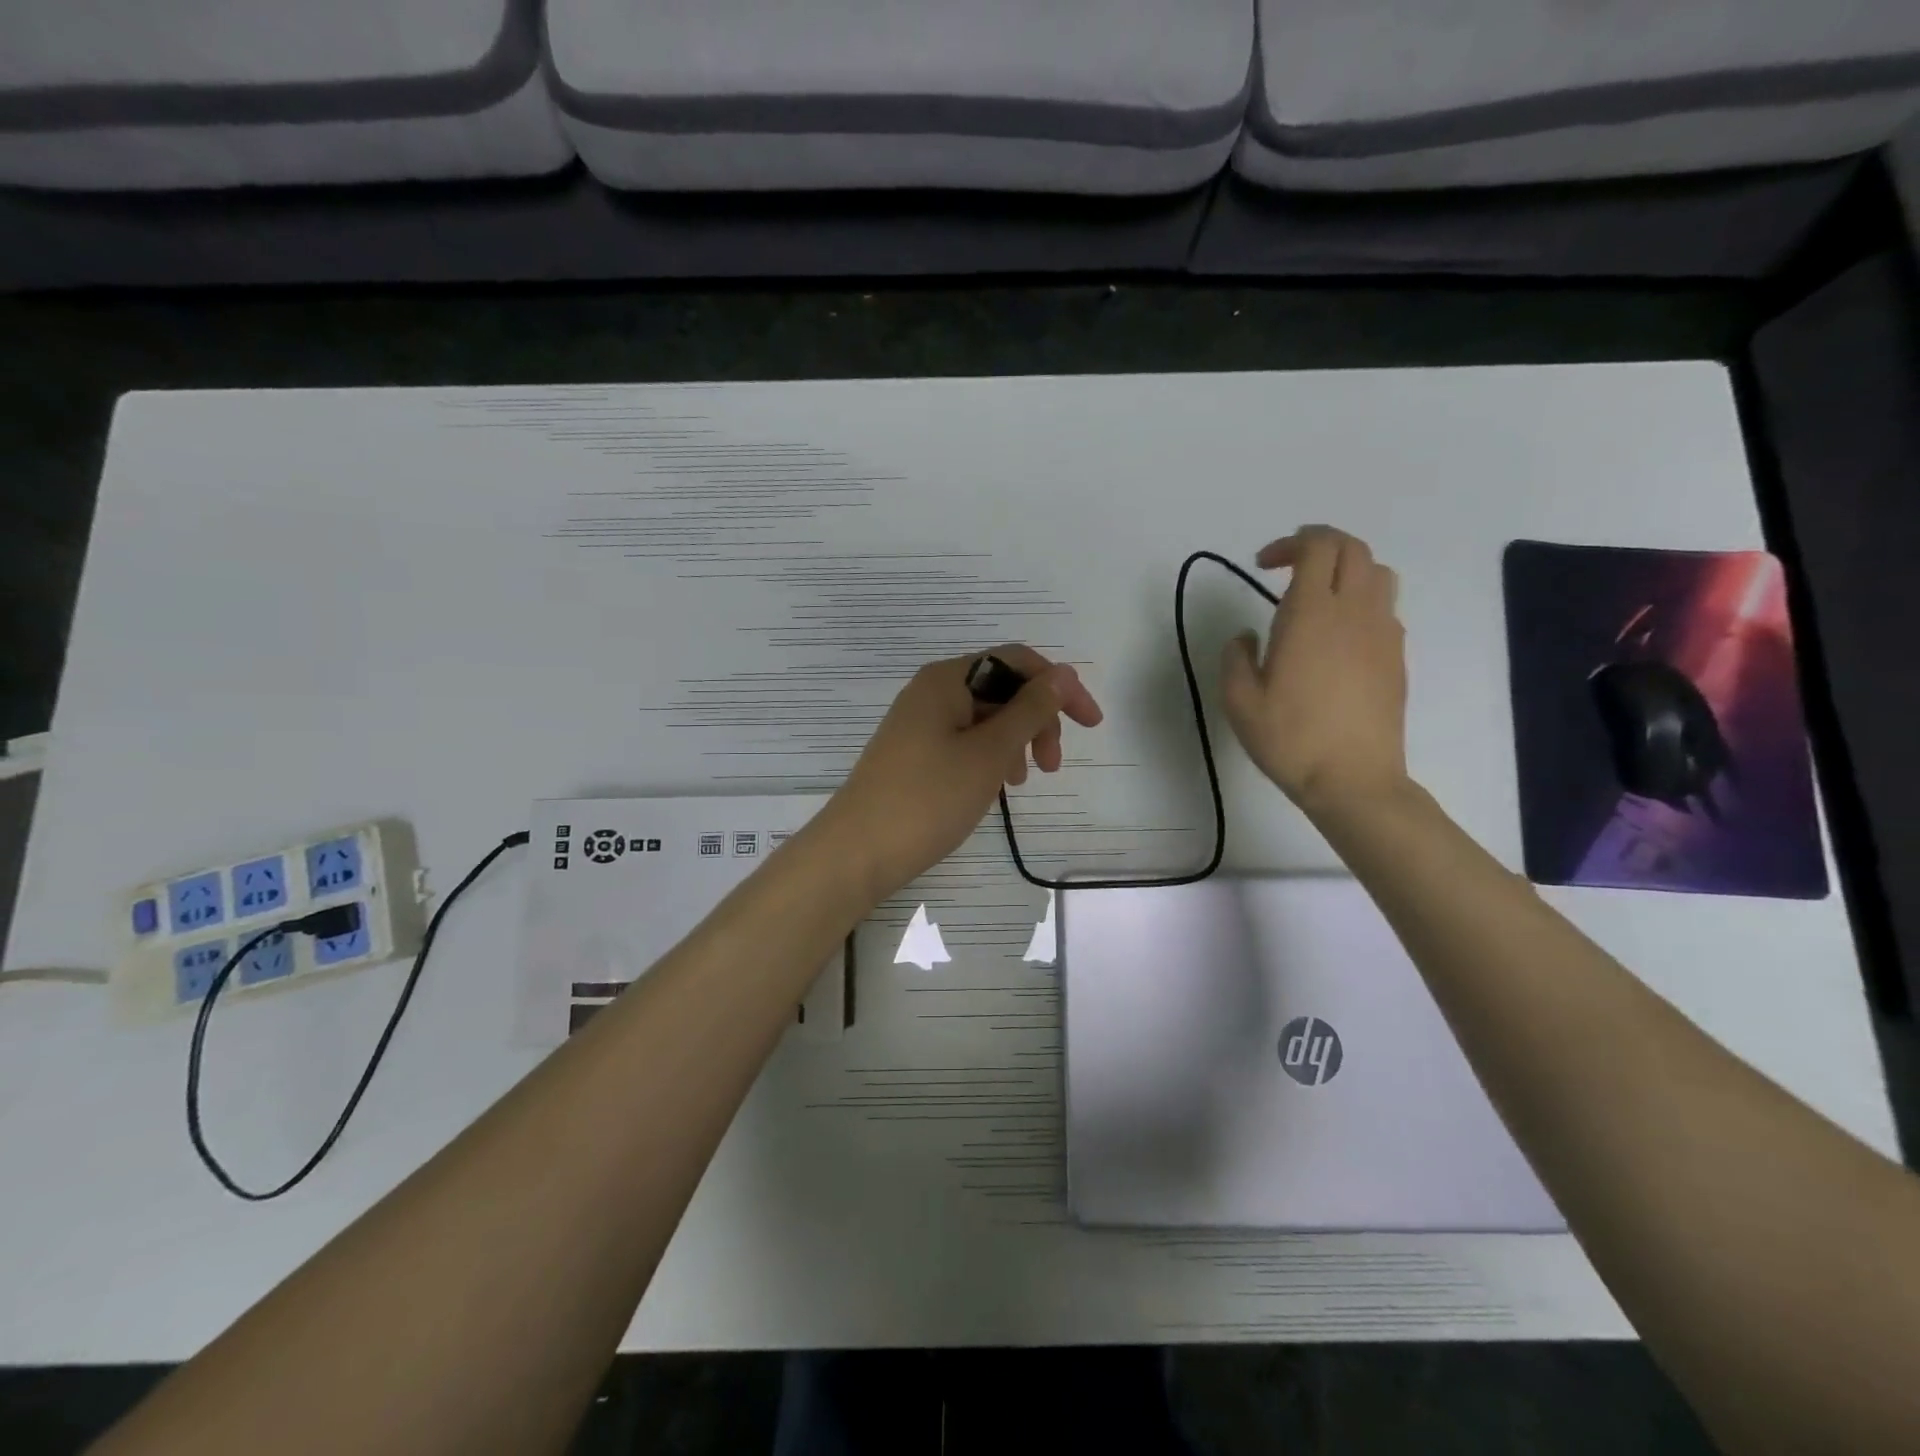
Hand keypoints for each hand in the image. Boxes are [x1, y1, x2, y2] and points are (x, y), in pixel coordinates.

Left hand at [821, 645, 1103, 900]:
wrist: (857, 852)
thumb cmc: (928, 798)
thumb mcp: (989, 752)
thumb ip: (1030, 710)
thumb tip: (1062, 674)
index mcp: (947, 678)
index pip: (1017, 661)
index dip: (1059, 687)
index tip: (1090, 725)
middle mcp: (931, 691)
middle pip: (1001, 688)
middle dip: (1036, 720)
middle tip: (1051, 766)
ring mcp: (919, 723)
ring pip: (984, 718)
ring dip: (1015, 742)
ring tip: (1021, 781)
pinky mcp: (913, 753)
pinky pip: (964, 741)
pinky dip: (989, 757)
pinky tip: (995, 786)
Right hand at [1221, 526, 1408, 814]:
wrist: (1353, 780)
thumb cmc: (1290, 739)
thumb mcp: (1238, 701)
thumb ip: (1235, 657)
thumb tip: (1247, 636)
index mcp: (1312, 614)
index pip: (1317, 546)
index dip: (1289, 543)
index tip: (1262, 565)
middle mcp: (1354, 611)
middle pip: (1352, 547)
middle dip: (1318, 544)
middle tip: (1286, 568)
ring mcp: (1382, 632)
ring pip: (1377, 571)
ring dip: (1345, 568)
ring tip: (1317, 594)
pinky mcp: (1396, 655)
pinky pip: (1384, 606)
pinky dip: (1361, 600)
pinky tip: (1337, 634)